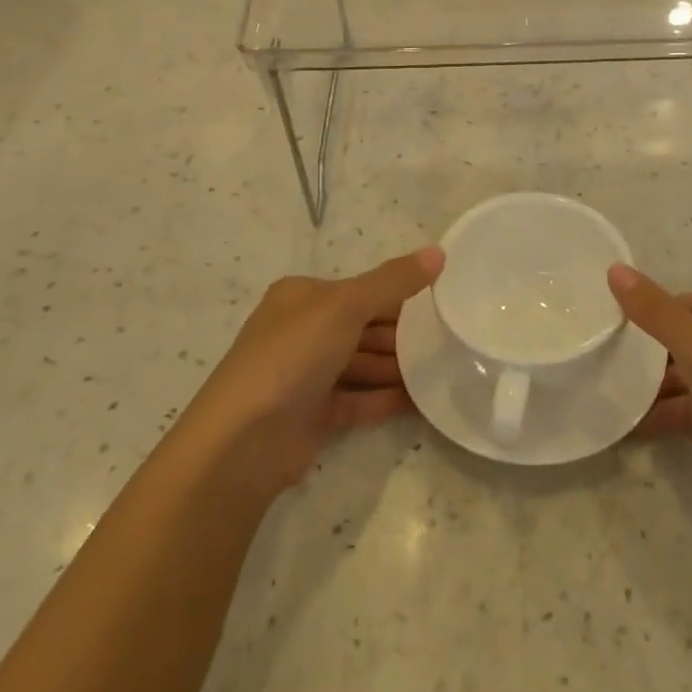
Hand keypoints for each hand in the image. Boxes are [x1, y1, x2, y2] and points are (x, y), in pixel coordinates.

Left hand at [185, 248, 442, 499]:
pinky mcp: (310, 415)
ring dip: (396, 368)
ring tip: (441, 372)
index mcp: (302, 297)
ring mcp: (304, 376)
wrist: (244, 440)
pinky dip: (384, 399)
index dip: (399, 295)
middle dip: (401, 336)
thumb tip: (438, 251)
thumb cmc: (293, 355)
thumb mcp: (346, 305)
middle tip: (448, 342)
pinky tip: (419, 401)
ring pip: (360, 365)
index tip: (440, 304)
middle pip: (362, 328)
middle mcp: (301, 331)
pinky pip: (356, 400)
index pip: (360, 290)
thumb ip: (394, 280)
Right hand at [611, 265, 691, 559]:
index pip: (689, 302)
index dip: (651, 308)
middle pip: (688, 339)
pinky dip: (665, 416)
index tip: (608, 322)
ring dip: (652, 386)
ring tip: (607, 391)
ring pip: (689, 378)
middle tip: (602, 355)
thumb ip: (657, 313)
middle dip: (648, 348)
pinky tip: (629, 426)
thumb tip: (615, 269)